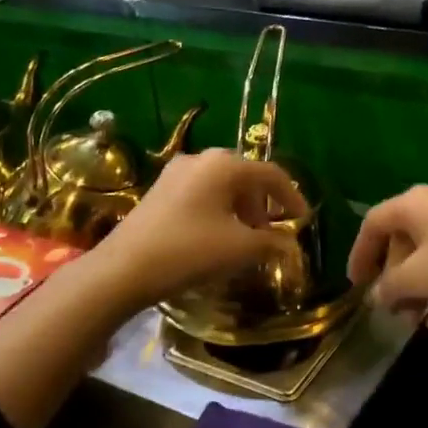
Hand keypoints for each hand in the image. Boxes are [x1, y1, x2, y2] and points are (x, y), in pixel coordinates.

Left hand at [88, 149, 305, 309]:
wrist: (124, 269)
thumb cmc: (190, 251)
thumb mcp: (240, 249)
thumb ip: (273, 243)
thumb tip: (290, 245)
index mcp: (225, 164)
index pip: (271, 174)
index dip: (292, 198)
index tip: (303, 222)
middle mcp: (201, 159)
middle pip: (245, 177)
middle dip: (263, 206)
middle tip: (269, 235)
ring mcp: (176, 172)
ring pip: (222, 186)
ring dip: (240, 209)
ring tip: (244, 240)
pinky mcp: (159, 190)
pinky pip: (201, 193)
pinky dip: (218, 210)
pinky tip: (216, 237)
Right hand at [346, 185, 427, 329]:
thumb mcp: (416, 280)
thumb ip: (387, 286)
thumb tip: (377, 295)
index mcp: (415, 203)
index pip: (373, 223)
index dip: (359, 255)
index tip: (356, 285)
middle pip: (401, 240)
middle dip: (393, 279)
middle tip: (390, 308)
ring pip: (427, 254)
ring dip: (417, 289)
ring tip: (415, 320)